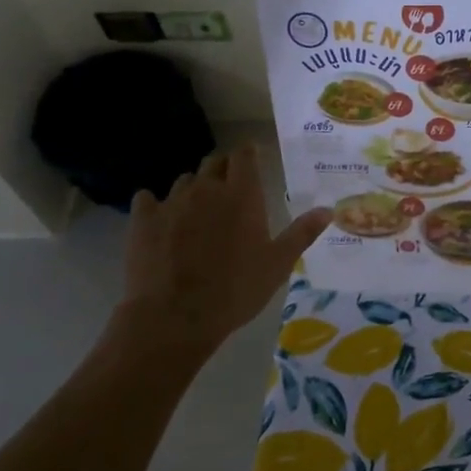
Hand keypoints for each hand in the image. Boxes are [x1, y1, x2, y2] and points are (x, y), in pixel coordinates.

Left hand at [119, 145, 331, 350]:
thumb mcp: (278, 264)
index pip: (244, 156)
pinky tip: (160, 220)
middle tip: (230, 187)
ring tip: (198, 209)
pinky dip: (156, 205)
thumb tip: (328, 210)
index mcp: (241, 195)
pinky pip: (148, 199)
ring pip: (184, 180)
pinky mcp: (143, 220)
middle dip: (223, 168)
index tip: (252, 158)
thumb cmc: (236, 290)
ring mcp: (171, 202)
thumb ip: (302, 233)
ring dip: (194, 188)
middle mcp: (206, 189)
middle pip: (213, 162)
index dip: (248, 153)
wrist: (175, 316)